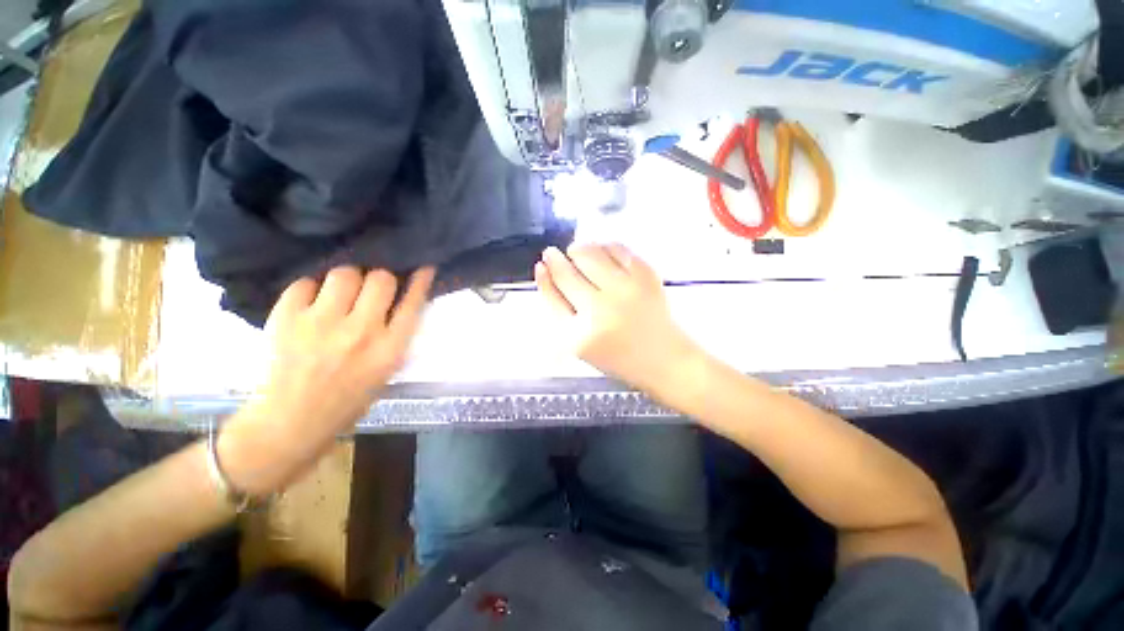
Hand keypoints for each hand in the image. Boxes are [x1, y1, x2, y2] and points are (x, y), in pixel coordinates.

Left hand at [220, 266, 434, 494]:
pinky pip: (305, 283)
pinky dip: (311, 289)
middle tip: (371, 287)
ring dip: (347, 279)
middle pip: (380, 279)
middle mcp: (361, 332)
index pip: (412, 303)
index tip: (422, 265)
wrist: (292, 420)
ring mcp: (322, 323)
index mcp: (389, 349)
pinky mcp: (286, 319)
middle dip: (380, 278)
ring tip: (339, 293)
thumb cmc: (349, 398)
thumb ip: (394, 334)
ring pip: (344, 273)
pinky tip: (312, 303)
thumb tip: (396, 300)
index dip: (419, 280)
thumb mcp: (386, 369)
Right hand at [535, 244, 701, 395]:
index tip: (542, 263)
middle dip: (556, 259)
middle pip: (567, 274)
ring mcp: (625, 290)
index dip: (544, 277)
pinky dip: (605, 246)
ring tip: (577, 251)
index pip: (552, 296)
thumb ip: (559, 310)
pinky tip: (602, 251)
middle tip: (553, 253)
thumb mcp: (578, 343)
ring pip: (589, 255)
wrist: (663, 358)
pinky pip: (617, 248)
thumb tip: (545, 270)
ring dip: (578, 249)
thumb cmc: (616, 355)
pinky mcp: (645, 277)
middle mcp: (600, 310)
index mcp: (579, 334)